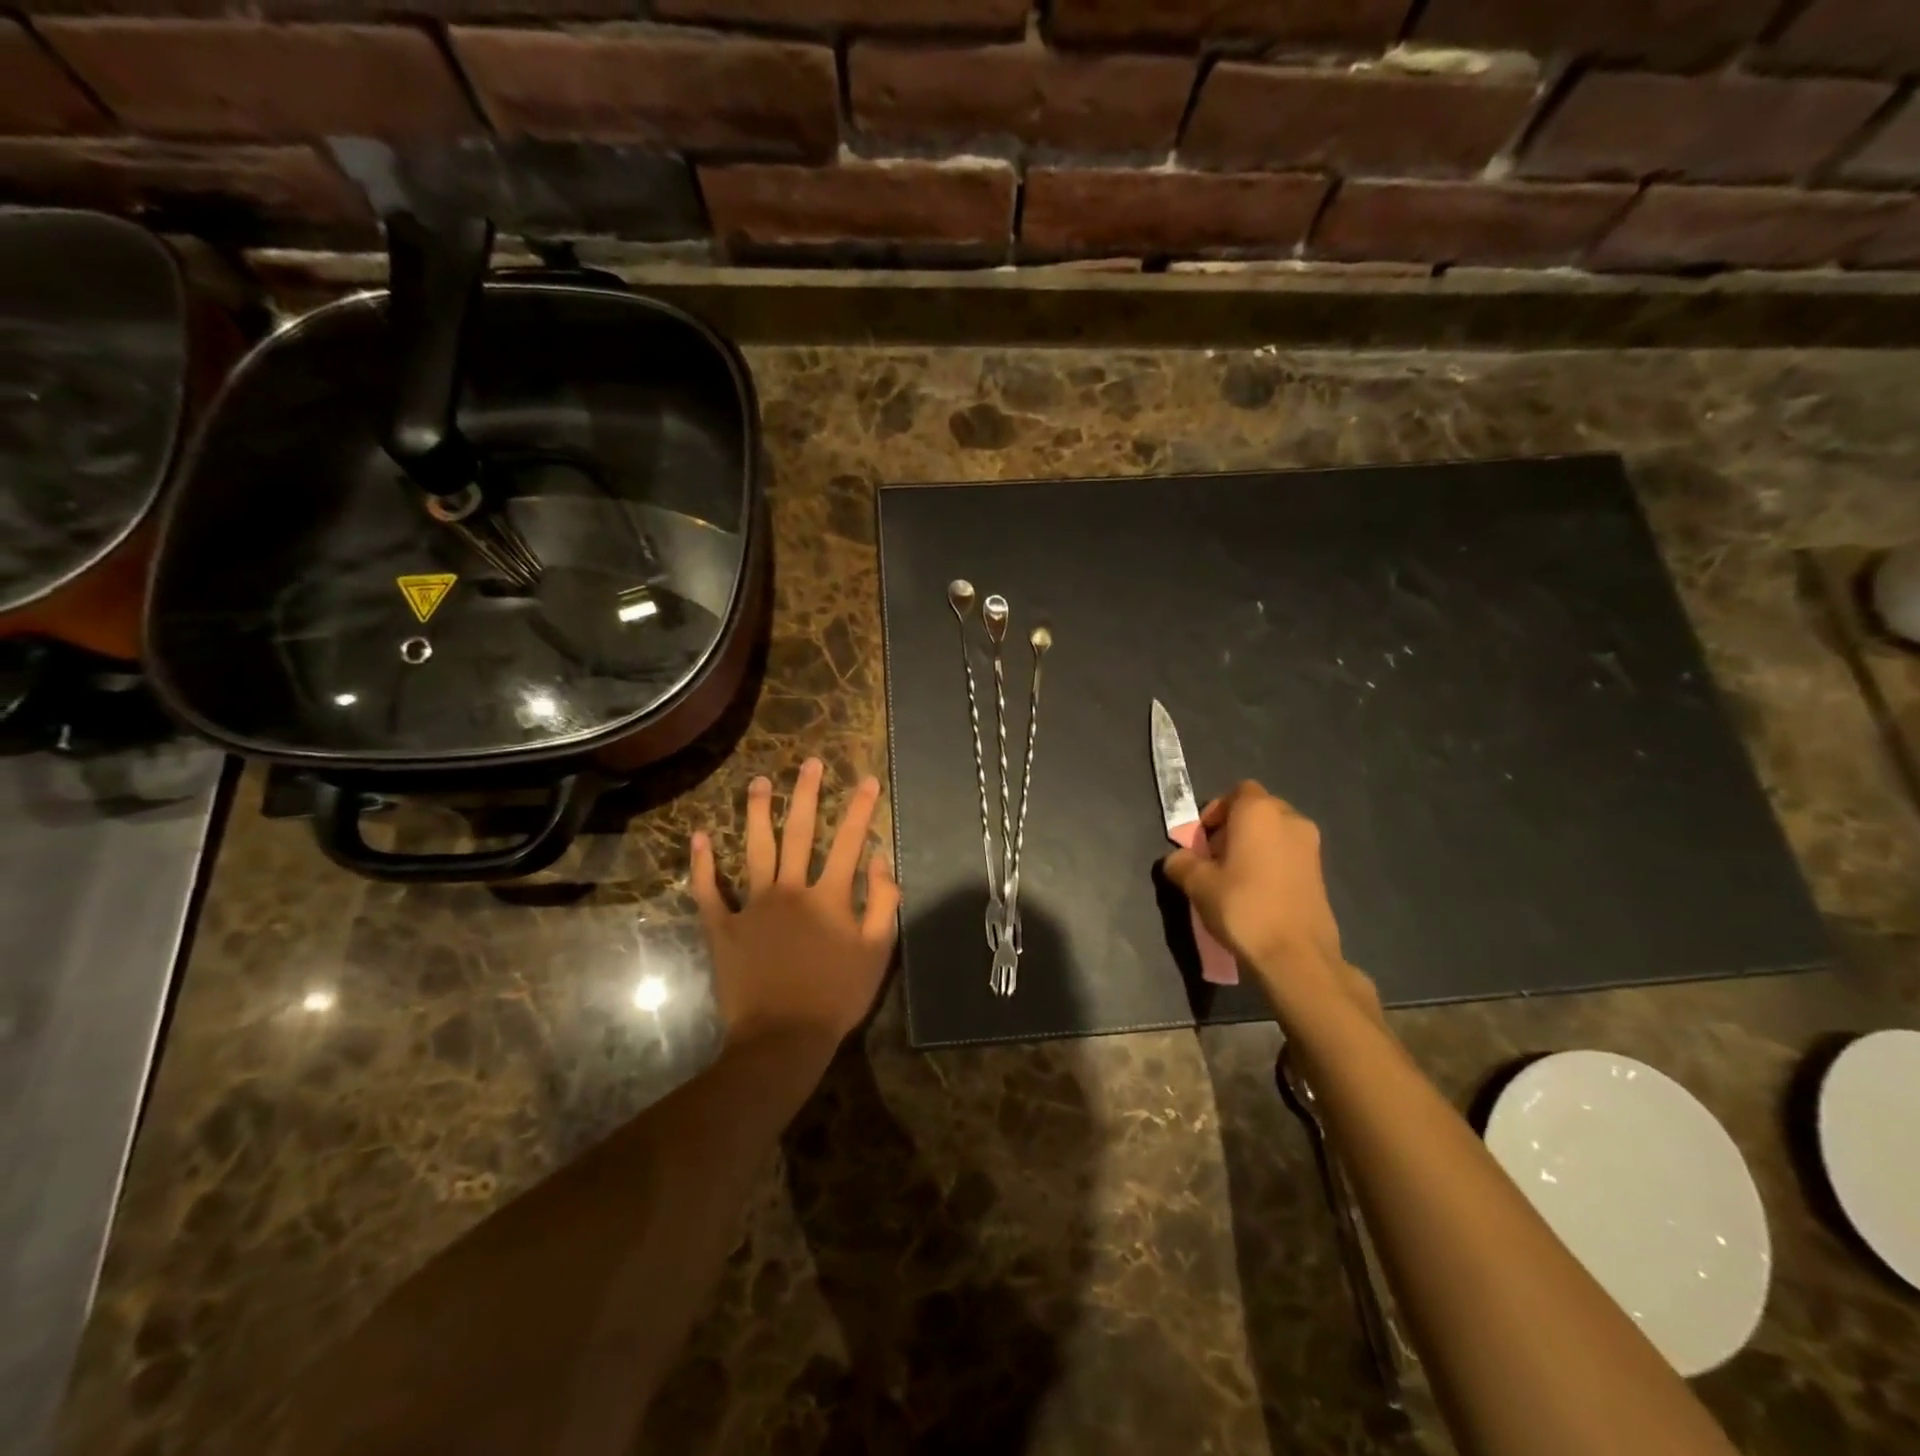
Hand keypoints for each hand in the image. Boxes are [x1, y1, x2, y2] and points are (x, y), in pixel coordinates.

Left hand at [690, 757, 899, 1047]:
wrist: (783, 1039)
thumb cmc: (837, 996)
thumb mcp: (877, 951)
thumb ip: (884, 902)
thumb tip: (881, 858)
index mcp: (829, 896)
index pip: (849, 842)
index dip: (860, 808)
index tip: (868, 779)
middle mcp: (790, 890)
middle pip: (800, 833)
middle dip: (807, 795)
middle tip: (810, 763)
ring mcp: (752, 906)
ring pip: (755, 849)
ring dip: (758, 813)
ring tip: (759, 782)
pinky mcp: (721, 927)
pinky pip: (708, 891)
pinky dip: (702, 865)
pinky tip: (699, 836)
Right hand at [1162, 781, 1377, 1023]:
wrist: (1296, 955)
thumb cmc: (1243, 907)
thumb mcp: (1198, 884)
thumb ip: (1182, 863)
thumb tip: (1177, 859)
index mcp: (1259, 812)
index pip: (1237, 791)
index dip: (1216, 811)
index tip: (1202, 839)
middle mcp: (1290, 819)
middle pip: (1257, 810)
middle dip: (1234, 827)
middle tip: (1214, 857)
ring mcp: (1311, 845)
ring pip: (1275, 832)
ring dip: (1254, 845)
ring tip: (1235, 877)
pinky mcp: (1321, 872)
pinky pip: (1289, 853)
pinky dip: (1272, 862)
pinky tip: (1258, 892)